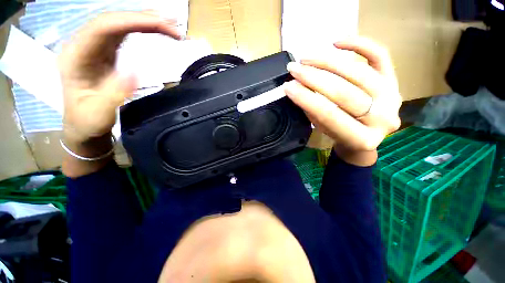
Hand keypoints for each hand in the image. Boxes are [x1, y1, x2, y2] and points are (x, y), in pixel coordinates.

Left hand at [59, 11, 182, 142]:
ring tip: (170, 24)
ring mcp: (95, 47)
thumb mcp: (99, 112)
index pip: (104, 26)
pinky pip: (124, 33)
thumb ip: (115, 92)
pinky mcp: (106, 52)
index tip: (163, 25)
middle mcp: (84, 45)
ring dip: (146, 21)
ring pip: (120, 24)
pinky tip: (155, 28)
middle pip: (114, 20)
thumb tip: (137, 72)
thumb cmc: (87, 121)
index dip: (134, 21)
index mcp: (76, 56)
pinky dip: (142, 29)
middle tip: (174, 25)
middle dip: (145, 18)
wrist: (83, 124)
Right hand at [284, 38, 400, 165]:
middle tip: (294, 69)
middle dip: (314, 79)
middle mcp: (382, 119)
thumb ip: (313, 111)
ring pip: (359, 72)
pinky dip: (359, 45)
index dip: (306, 99)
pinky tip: (336, 42)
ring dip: (328, 62)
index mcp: (361, 139)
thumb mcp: (324, 130)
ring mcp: (392, 97)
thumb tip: (297, 87)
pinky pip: (380, 56)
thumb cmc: (340, 135)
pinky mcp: (395, 81)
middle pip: (345, 92)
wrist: (366, 136)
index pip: (329, 115)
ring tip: (306, 59)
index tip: (288, 86)